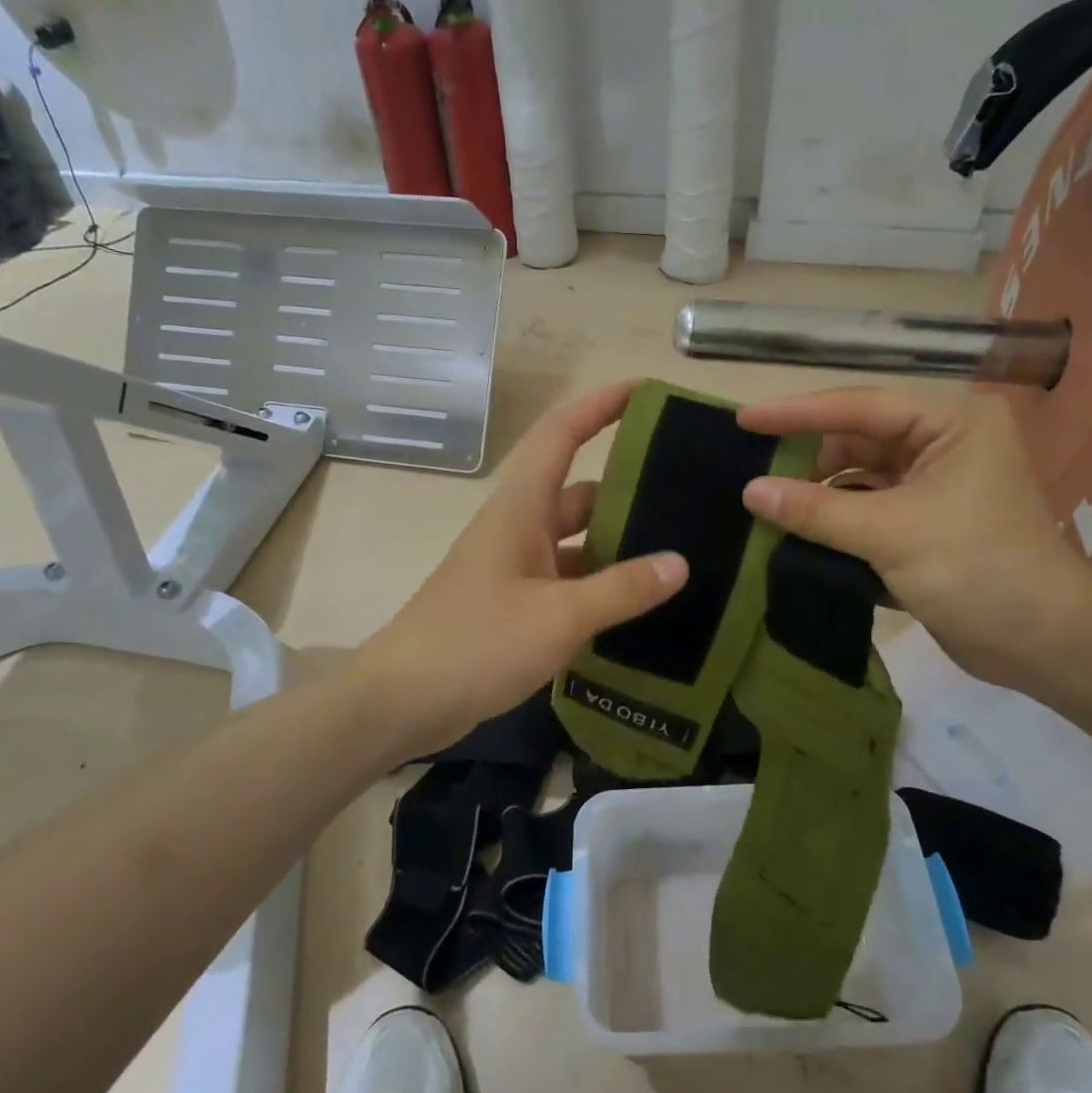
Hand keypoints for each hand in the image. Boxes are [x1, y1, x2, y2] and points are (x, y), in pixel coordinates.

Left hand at [358, 382, 688, 758]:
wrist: (402, 701)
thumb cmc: (475, 644)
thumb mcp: (558, 617)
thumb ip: (621, 590)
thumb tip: (679, 563)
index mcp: (520, 508)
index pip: (562, 434)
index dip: (601, 405)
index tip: (647, 391)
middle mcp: (518, 528)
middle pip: (579, 491)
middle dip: (628, 485)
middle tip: (689, 491)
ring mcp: (515, 568)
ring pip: (577, 541)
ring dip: (618, 543)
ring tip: (679, 549)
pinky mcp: (515, 605)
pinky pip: (568, 581)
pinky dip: (600, 585)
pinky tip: (639, 602)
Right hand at [737, 387, 1091, 687]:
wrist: (1044, 644)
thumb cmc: (976, 570)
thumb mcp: (889, 534)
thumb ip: (816, 510)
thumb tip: (750, 491)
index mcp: (952, 423)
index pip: (860, 407)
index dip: (797, 413)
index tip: (744, 418)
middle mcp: (945, 443)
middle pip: (858, 440)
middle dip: (809, 459)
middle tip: (754, 476)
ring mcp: (936, 484)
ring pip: (860, 477)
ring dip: (820, 494)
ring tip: (768, 506)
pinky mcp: (927, 522)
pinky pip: (869, 507)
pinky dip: (838, 519)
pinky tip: (800, 531)